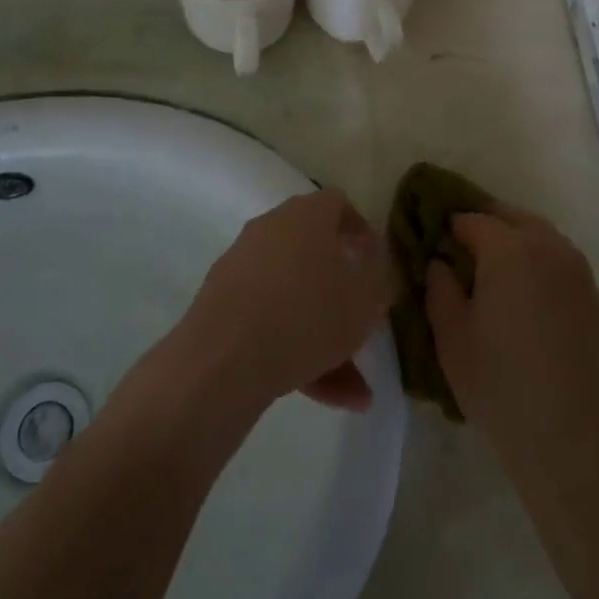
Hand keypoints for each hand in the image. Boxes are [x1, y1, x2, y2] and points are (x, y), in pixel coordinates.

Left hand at [178, 189, 395, 413]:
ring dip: (322, 334)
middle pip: (314, 254)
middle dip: (342, 294)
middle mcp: (271, 228)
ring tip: (351, 389)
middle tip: (362, 325)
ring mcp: (242, 264)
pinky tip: (318, 393)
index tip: (374, 262)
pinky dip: (292, 348)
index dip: (360, 230)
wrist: (224, 358)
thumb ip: (377, 277)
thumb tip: (371, 261)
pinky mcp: (222, 302)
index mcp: (307, 215)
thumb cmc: (307, 315)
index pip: (338, 205)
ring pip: (293, 296)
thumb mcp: (364, 300)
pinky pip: (268, 319)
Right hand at [426, 207, 598, 491]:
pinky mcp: (595, 299)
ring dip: (513, 240)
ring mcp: (578, 272)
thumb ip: (439, 288)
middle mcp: (549, 248)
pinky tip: (526, 298)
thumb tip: (442, 263)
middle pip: (510, 217)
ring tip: (491, 273)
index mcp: (510, 250)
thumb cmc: (502, 387)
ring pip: (540, 235)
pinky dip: (538, 263)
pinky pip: (560, 262)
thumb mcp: (451, 338)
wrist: (577, 443)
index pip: (471, 219)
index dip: (447, 226)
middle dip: (483, 224)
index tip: (431, 244)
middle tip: (458, 251)